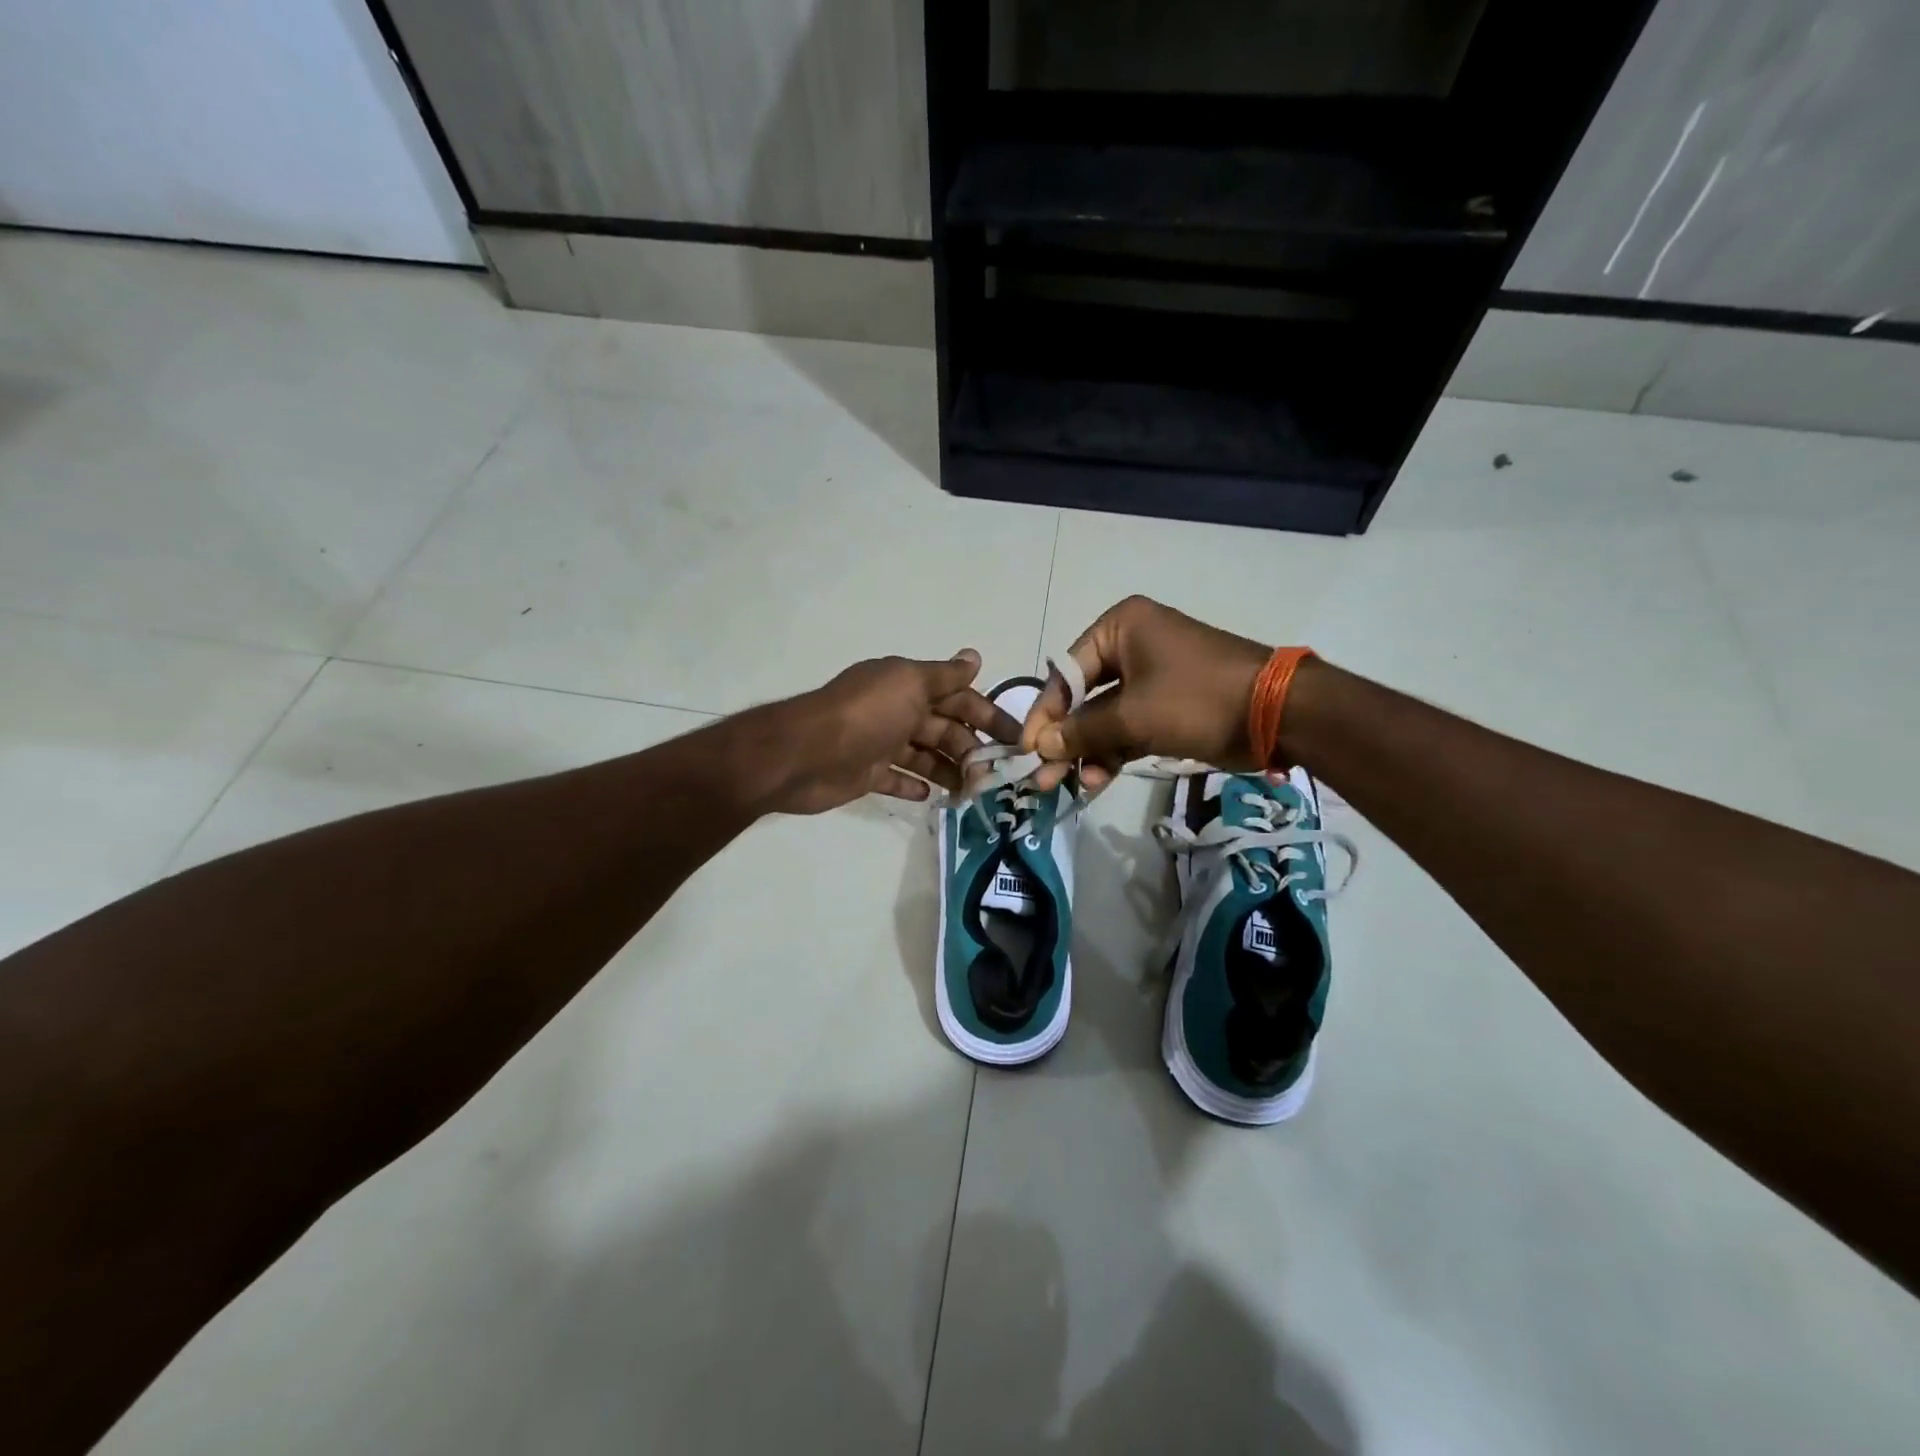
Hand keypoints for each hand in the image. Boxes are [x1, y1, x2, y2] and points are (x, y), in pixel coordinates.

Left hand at [755, 649, 1019, 815]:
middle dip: (971, 748)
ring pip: (926, 756)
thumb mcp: (909, 684)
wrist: (805, 754)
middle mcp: (897, 711)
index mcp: (908, 686)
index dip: (988, 715)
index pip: (958, 697)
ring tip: (973, 791)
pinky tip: (932, 797)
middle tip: (996, 775)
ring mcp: (881, 743)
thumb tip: (975, 656)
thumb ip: (944, 676)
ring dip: (950, 770)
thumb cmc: (865, 715)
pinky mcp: (867, 773)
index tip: (1016, 739)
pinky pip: (898, 778)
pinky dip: (915, 785)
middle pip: (945, 729)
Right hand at [1021, 596, 1275, 791]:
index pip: (1066, 673)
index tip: (1027, 750)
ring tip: (1070, 785)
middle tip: (1042, 777)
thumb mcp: (1132, 716)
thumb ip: (1081, 731)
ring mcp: (1151, 677)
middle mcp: (1132, 646)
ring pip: (1104, 718)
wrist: (1277, 714)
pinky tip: (1096, 780)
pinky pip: (1128, 728)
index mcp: (1120, 628)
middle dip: (1064, 739)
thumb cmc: (1196, 699)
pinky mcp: (1167, 706)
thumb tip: (1041, 745)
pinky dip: (1113, 752)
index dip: (1044, 714)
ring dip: (1088, 751)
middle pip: (1082, 697)